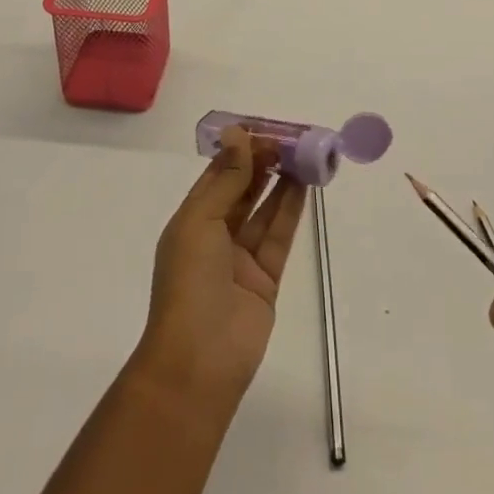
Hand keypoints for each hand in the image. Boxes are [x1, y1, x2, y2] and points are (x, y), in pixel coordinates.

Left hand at [132, 126, 308, 413]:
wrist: (198, 364)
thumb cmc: (189, 283)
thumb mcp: (201, 221)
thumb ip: (226, 178)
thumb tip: (238, 133)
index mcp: (192, 220)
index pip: (218, 175)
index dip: (240, 150)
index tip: (265, 129)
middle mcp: (215, 235)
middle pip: (243, 189)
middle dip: (264, 163)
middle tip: (290, 139)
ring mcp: (241, 259)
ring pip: (264, 210)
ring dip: (281, 182)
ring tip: (303, 154)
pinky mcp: (265, 280)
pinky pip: (279, 236)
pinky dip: (291, 210)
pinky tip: (304, 185)